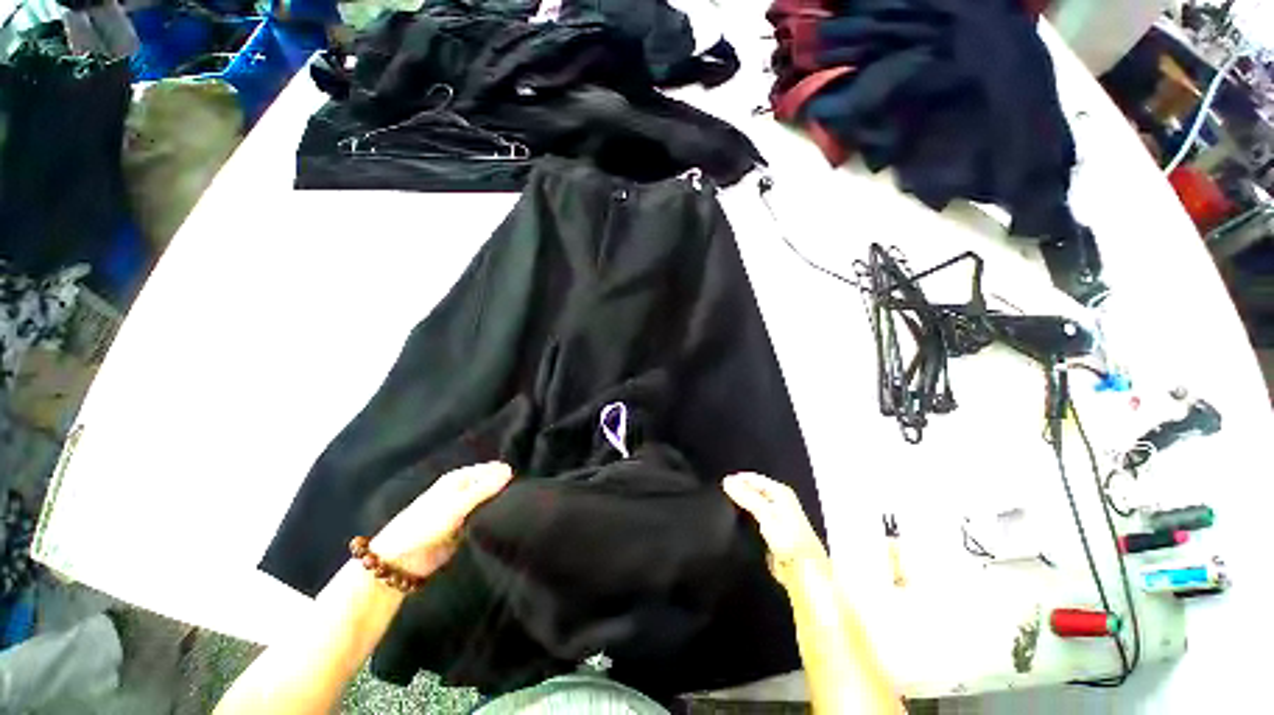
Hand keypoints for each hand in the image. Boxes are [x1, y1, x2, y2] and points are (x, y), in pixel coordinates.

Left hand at [372, 462, 512, 579]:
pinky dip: (494, 520)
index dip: (506, 474)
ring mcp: (464, 510)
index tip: (526, 482)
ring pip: (489, 503)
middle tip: (527, 497)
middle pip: (491, 485)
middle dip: (506, 489)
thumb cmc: (425, 525)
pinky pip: (484, 519)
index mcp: (459, 479)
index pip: (490, 469)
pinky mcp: (464, 528)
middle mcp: (463, 491)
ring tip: (522, 509)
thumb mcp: (457, 505)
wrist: (400, 562)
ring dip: (500, 506)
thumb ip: (484, 489)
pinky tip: (508, 523)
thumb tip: (510, 470)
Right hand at [723, 472, 829, 586]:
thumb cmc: (792, 542)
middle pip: (753, 490)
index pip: (753, 478)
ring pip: (753, 504)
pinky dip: (746, 518)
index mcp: (781, 491)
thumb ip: (746, 496)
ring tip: (728, 507)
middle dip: (739, 492)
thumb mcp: (765, 513)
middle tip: (723, 495)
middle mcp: (779, 501)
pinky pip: (754, 518)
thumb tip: (729, 483)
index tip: (722, 484)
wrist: (802, 570)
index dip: (737, 480)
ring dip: (742, 505)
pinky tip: (739, 523)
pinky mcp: (772, 531)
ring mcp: (776, 516)